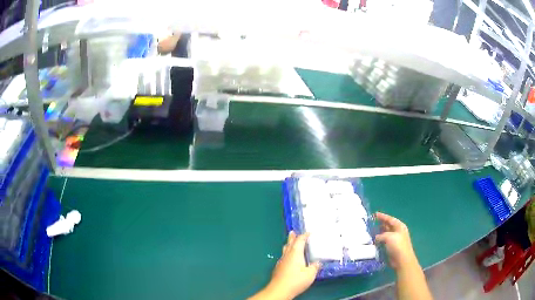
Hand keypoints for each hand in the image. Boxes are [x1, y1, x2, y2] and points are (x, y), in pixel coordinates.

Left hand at [250, 232, 319, 299]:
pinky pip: (283, 257)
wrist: (280, 290)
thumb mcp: (310, 274)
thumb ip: (315, 267)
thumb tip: (318, 263)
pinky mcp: (278, 268)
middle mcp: (287, 255)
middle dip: (292, 237)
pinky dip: (287, 254)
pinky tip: (288, 258)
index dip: (304, 236)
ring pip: (285, 250)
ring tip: (290, 243)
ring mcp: (281, 262)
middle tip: (293, 232)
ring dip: (288, 245)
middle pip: (289, 243)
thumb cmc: (296, 280)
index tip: (309, 233)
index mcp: (295, 253)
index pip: (300, 241)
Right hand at [375, 212, 417, 270]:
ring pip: (386, 234)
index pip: (390, 219)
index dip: (382, 216)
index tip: (375, 214)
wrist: (402, 259)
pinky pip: (384, 241)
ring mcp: (395, 240)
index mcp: (399, 226)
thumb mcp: (389, 237)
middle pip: (388, 225)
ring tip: (371, 231)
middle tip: (372, 222)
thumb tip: (376, 237)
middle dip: (381, 224)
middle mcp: (398, 231)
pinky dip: (379, 240)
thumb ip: (381, 235)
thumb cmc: (397, 245)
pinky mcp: (392, 247)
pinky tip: (374, 241)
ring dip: (379, 232)